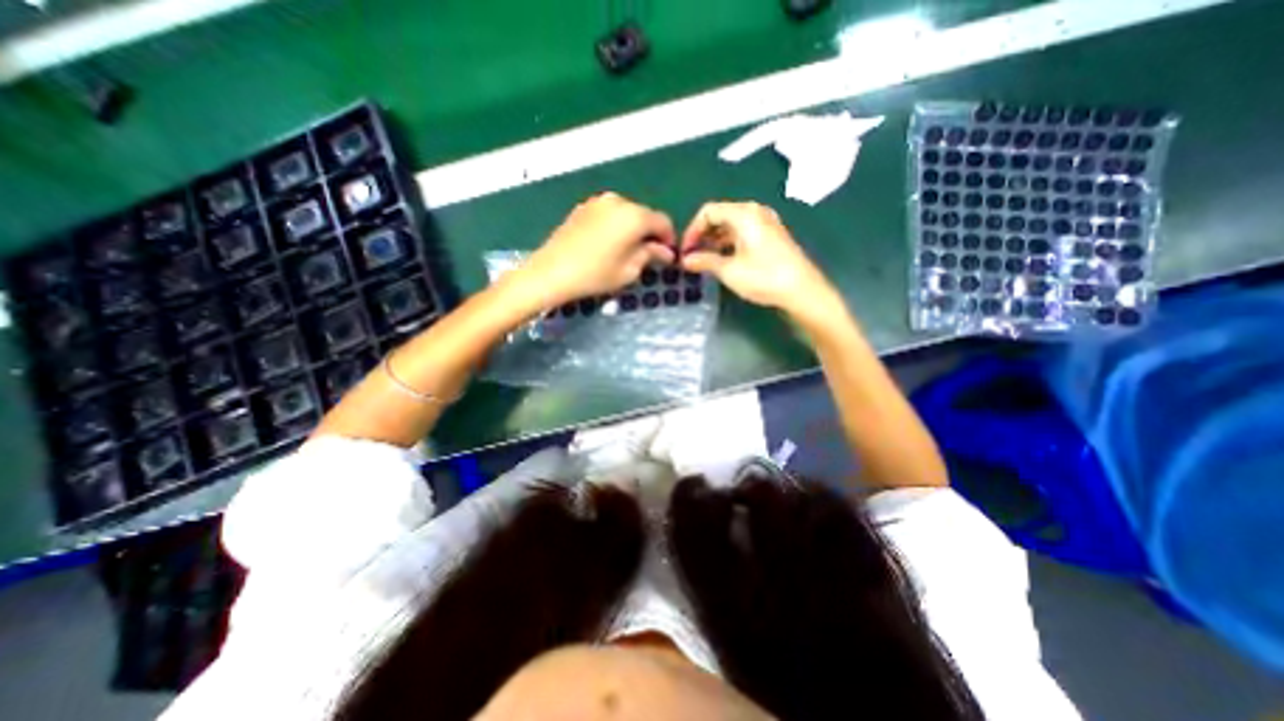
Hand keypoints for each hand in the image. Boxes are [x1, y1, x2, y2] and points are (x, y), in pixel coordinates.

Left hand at [516, 193, 681, 307]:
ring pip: (626, 214)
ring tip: (626, 252)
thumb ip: (651, 255)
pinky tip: (608, 245)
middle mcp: (618, 201)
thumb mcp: (630, 270)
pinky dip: (615, 227)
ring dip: (632, 230)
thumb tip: (665, 251)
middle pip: (644, 215)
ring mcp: (598, 202)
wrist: (551, 272)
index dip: (669, 239)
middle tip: (648, 256)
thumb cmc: (596, 274)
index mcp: (634, 215)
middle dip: (650, 234)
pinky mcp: (582, 208)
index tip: (667, 257)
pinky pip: (608, 215)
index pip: (663, 222)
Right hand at [676, 197, 838, 317]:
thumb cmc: (764, 277)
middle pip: (720, 216)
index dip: (692, 230)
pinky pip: (743, 232)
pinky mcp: (772, 235)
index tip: (685, 251)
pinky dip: (729, 242)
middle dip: (702, 235)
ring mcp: (766, 223)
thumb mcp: (729, 270)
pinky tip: (723, 259)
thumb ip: (704, 261)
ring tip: (704, 260)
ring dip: (715, 240)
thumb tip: (685, 260)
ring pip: (731, 225)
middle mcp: (755, 212)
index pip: (708, 212)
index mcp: (744, 214)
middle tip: (691, 256)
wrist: (802, 290)